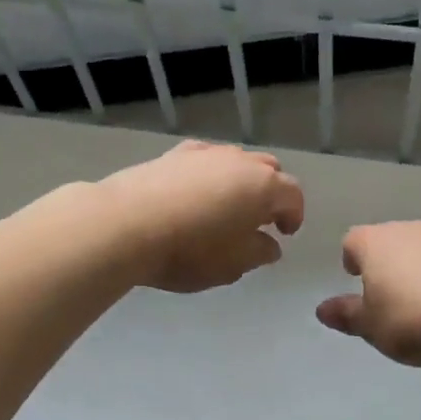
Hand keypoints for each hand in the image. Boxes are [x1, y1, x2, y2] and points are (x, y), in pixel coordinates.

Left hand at [97, 141, 303, 292]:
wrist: (126, 224)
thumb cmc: (190, 250)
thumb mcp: (233, 265)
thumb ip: (259, 252)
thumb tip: (269, 244)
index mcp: (264, 187)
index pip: (293, 195)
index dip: (294, 215)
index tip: (285, 234)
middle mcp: (239, 161)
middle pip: (268, 169)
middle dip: (271, 192)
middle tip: (261, 218)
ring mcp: (205, 153)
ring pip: (236, 160)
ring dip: (240, 181)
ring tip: (227, 206)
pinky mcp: (174, 154)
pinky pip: (204, 160)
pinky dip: (210, 174)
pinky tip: (196, 192)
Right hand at [316, 221, 420, 365]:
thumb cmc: (412, 321)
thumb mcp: (371, 327)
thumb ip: (346, 315)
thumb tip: (322, 310)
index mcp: (374, 242)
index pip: (352, 241)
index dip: (351, 260)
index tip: (356, 282)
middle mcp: (407, 230)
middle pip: (386, 241)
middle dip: (383, 264)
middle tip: (386, 298)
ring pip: (418, 249)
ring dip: (414, 269)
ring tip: (419, 305)